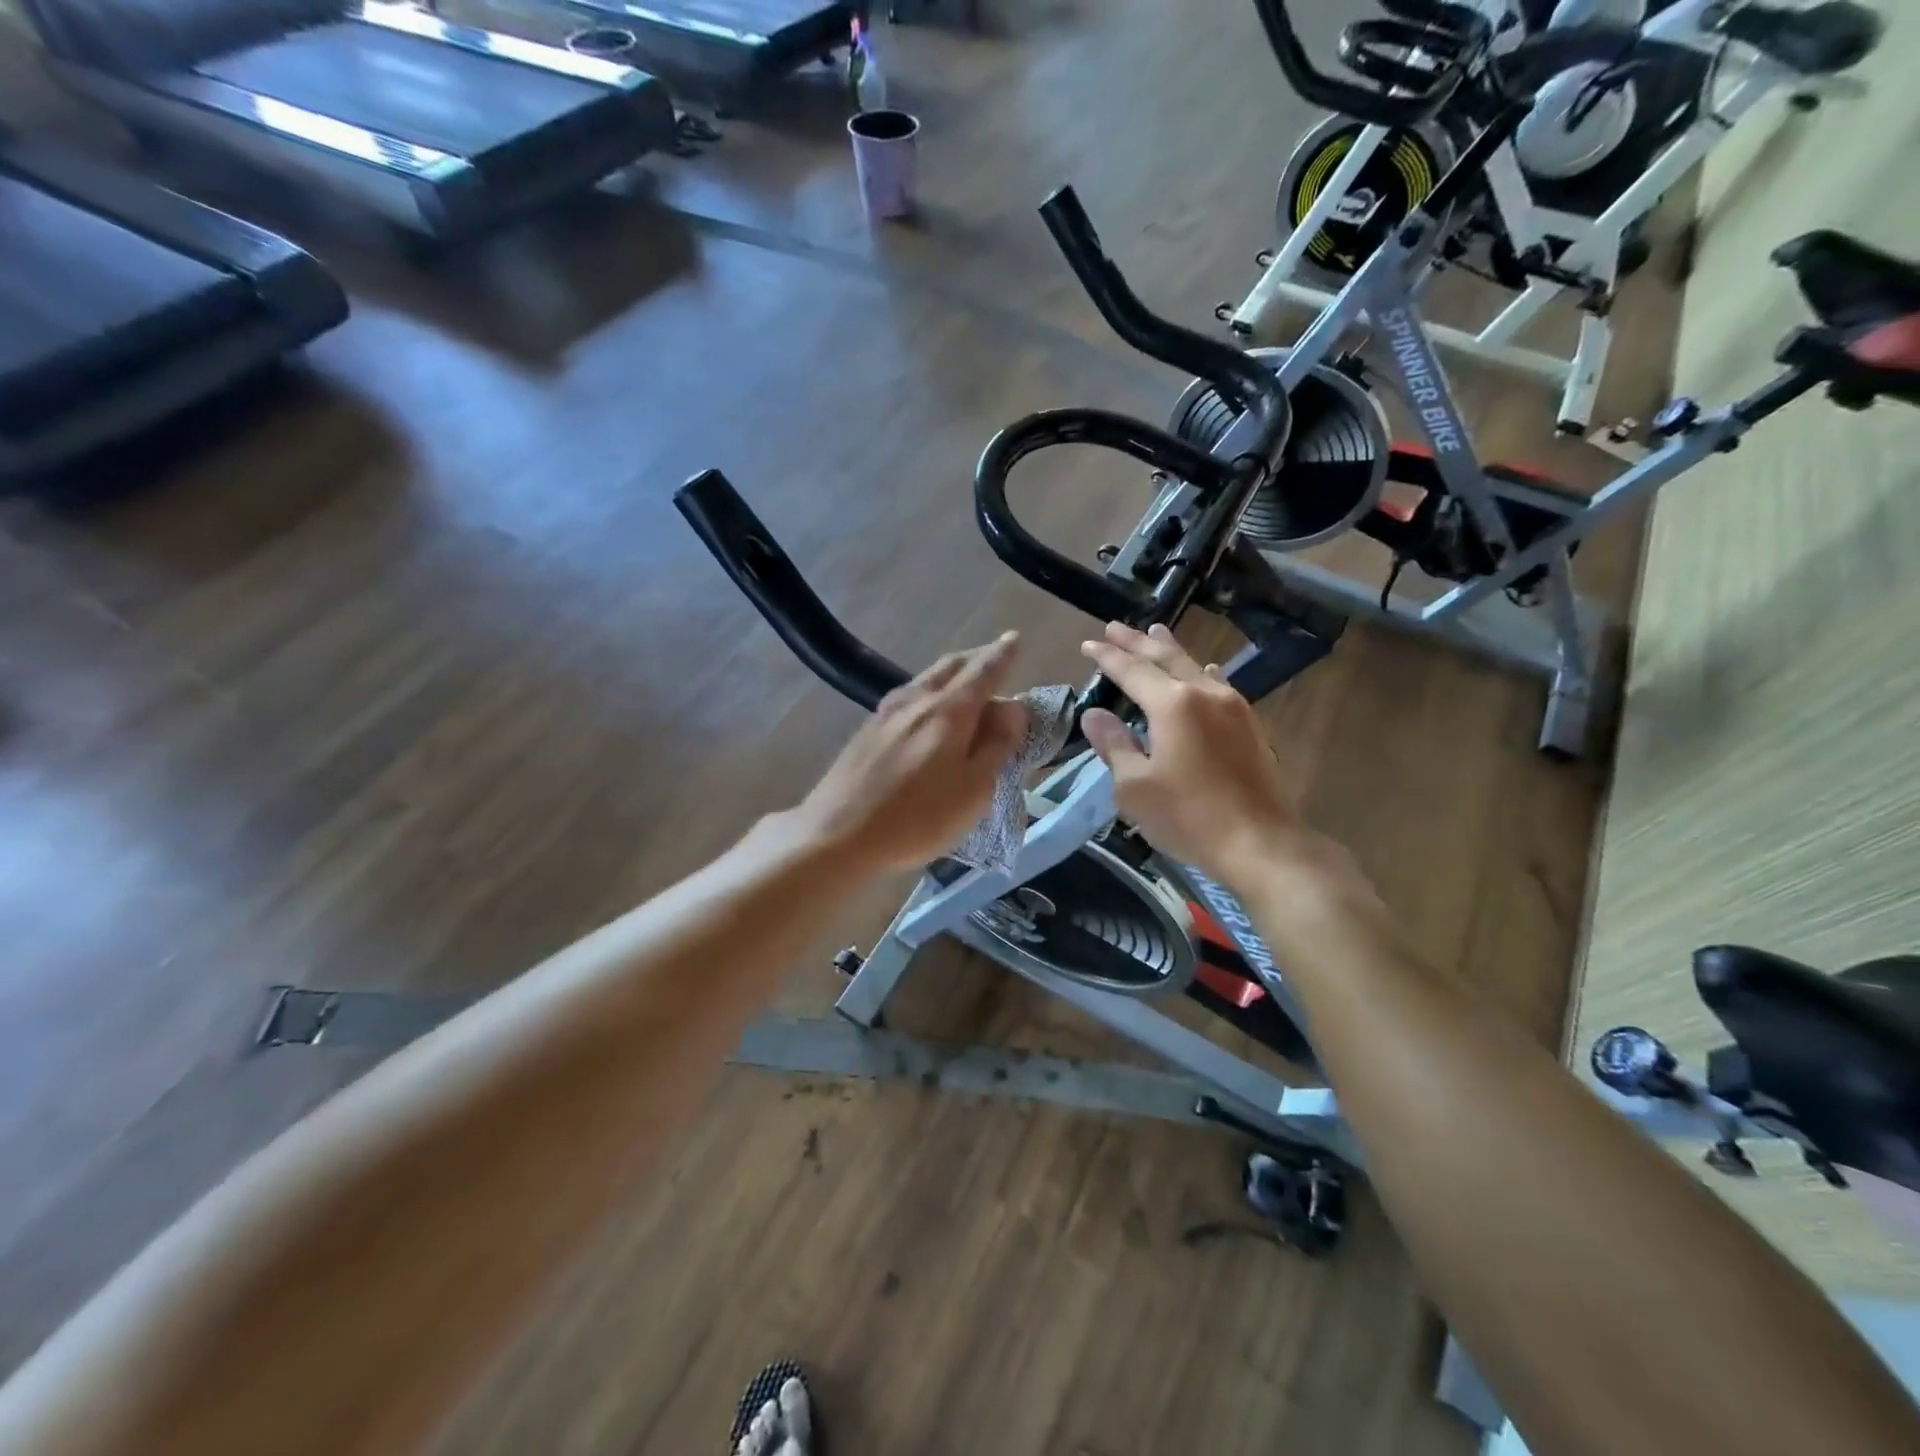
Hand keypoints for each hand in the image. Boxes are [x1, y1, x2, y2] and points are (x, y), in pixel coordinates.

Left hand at [790, 633, 1027, 872]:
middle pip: (952, 666)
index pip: (984, 670)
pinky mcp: (867, 729)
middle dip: (977, 658)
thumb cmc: (917, 819)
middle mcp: (917, 700)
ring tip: (966, 682)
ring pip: (927, 679)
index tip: (1015, 639)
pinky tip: (928, 708)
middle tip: (995, 658)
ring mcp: (886, 712)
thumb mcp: (974, 790)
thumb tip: (1012, 707)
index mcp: (949, 711)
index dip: (1003, 655)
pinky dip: (930, 692)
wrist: (837, 835)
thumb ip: (997, 745)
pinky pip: (909, 696)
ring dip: (952, 674)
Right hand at [1079, 623, 1340, 888]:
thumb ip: (1114, 745)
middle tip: (1114, 626)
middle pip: (1164, 658)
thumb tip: (1094, 714)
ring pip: (1195, 667)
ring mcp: (1233, 707)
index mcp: (1172, 704)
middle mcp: (1204, 693)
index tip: (1088, 643)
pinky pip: (1219, 684)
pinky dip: (1201, 672)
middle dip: (1136, 642)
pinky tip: (1205, 670)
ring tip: (1155, 632)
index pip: (1131, 670)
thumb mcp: (1135, 786)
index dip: (1107, 656)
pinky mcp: (1250, 725)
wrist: (1261, 843)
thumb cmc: (1189, 817)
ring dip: (1170, 649)